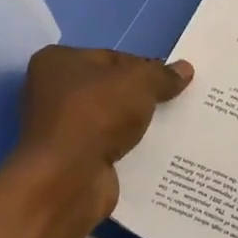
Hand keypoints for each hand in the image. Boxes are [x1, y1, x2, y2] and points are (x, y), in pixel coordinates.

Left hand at [14, 47, 192, 217]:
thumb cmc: (96, 114)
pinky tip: (157, 152)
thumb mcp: (139, 83)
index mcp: (58, 62)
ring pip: (111, 120)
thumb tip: (185, 70)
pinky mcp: (73, 160)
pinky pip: (109, 147)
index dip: (144, 67)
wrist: (69, 179)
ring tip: (175, 127)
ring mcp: (61, 129)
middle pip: (110, 89)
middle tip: (177, 102)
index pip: (111, 58)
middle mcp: (52, 92)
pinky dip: (129, 150)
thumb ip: (162, 75)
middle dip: (141, 97)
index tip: (172, 80)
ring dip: (136, 125)